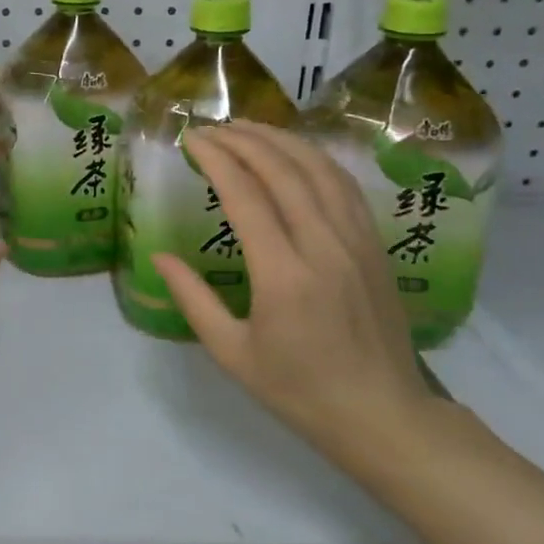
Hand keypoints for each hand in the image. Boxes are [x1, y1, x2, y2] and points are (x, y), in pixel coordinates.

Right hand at [151, 122, 433, 466]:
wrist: (384, 416)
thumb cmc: (299, 391)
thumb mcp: (232, 353)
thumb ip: (193, 299)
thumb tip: (159, 257)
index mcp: (283, 276)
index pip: (246, 196)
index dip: (216, 159)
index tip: (191, 139)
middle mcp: (323, 247)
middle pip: (283, 171)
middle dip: (243, 139)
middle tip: (211, 127)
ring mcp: (356, 242)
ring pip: (319, 170)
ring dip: (281, 140)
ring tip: (247, 127)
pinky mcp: (375, 246)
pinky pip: (345, 186)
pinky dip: (315, 159)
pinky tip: (295, 153)